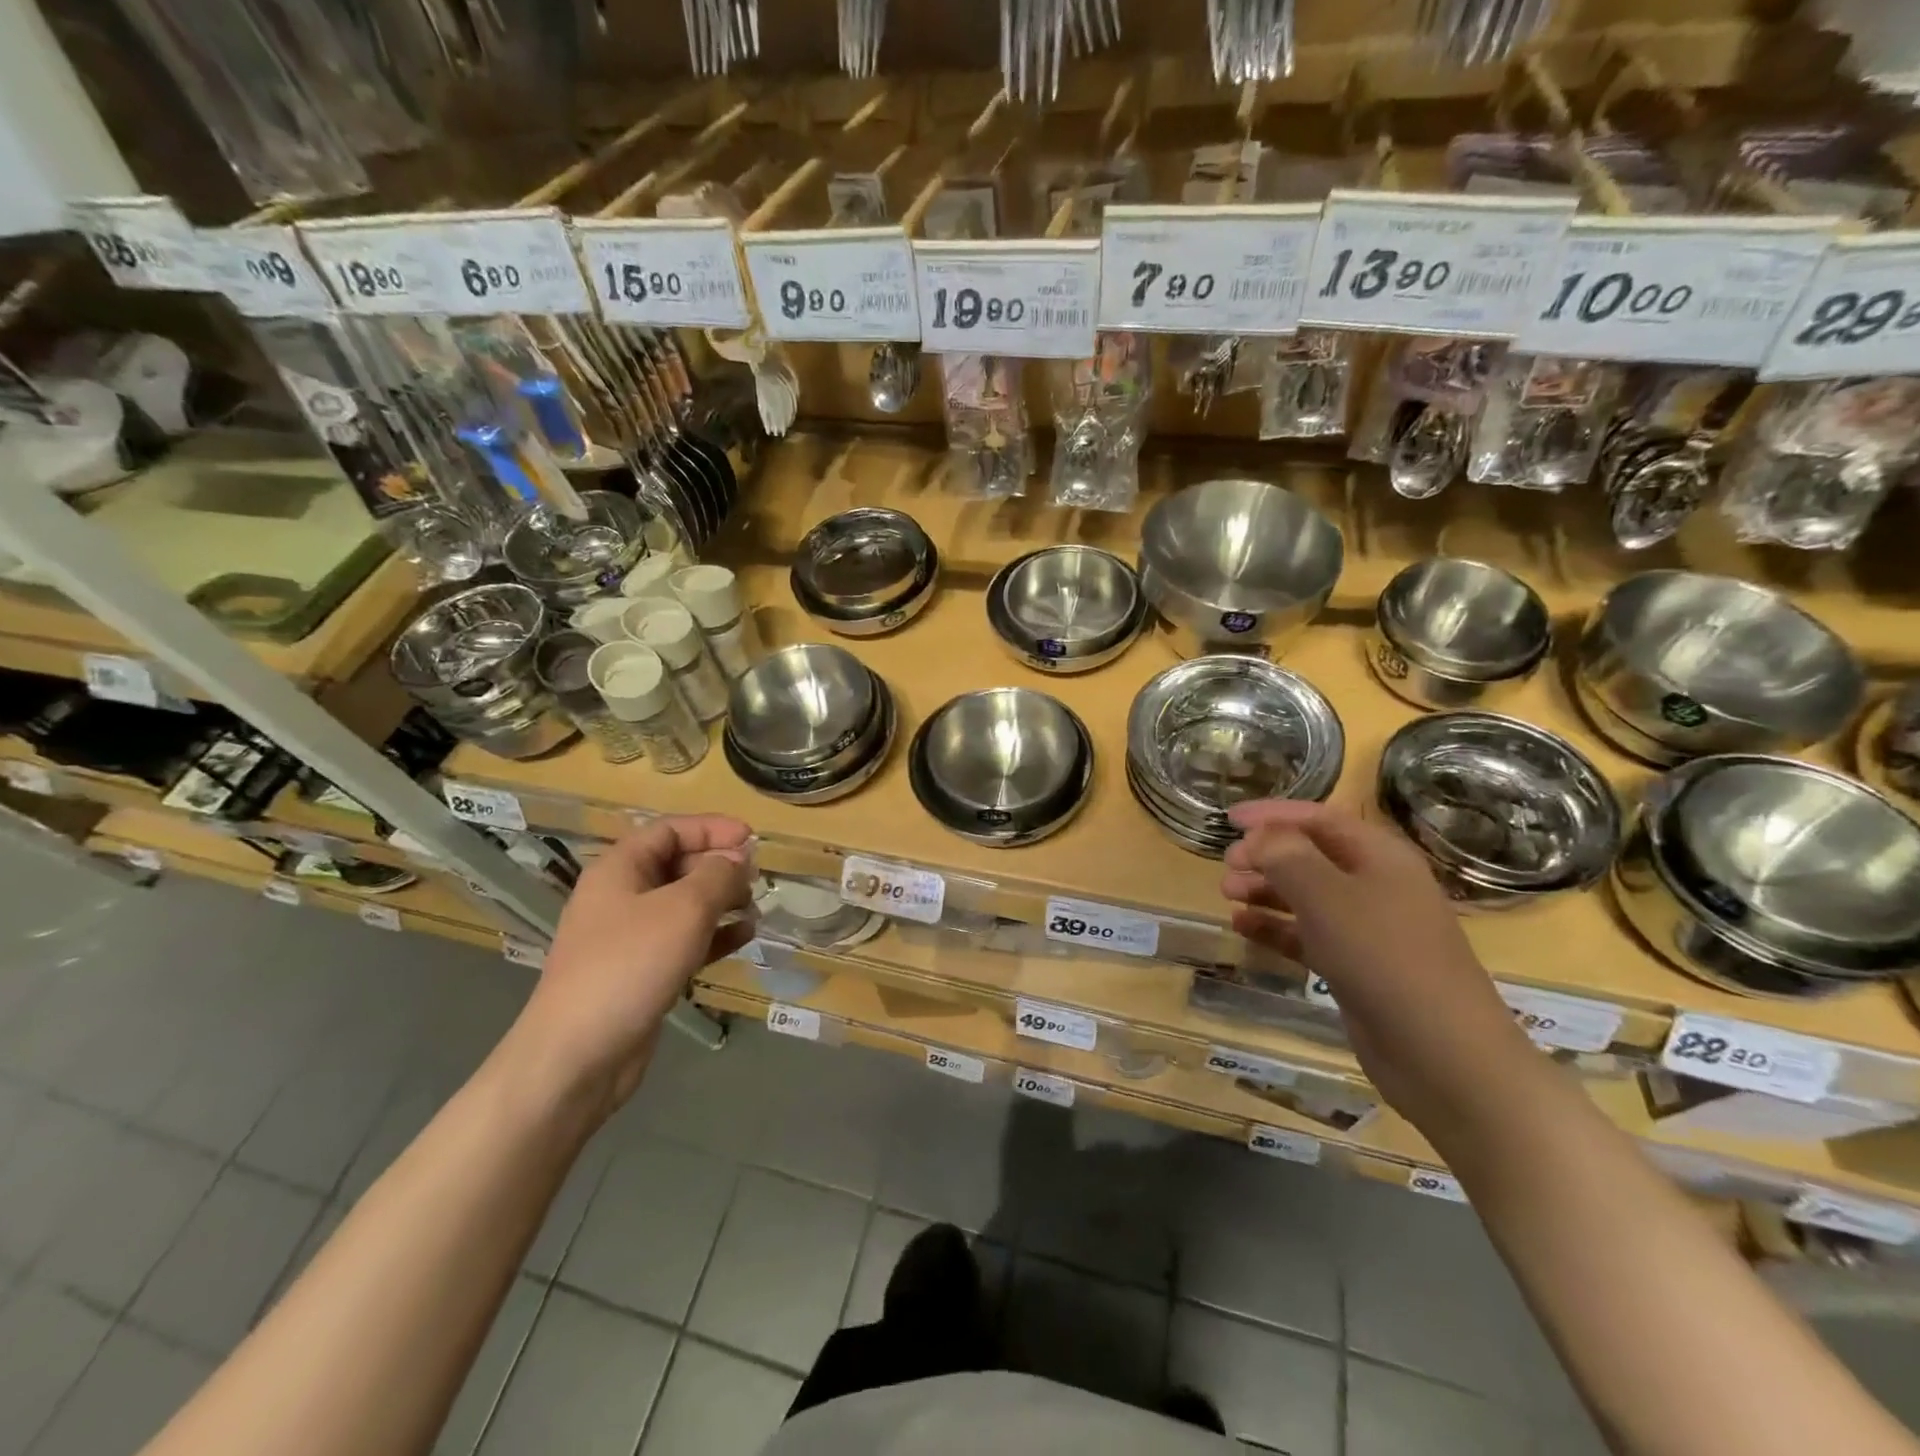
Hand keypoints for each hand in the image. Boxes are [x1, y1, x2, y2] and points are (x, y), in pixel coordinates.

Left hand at [513, 815, 753, 1117]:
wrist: (578, 1055)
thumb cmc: (630, 964)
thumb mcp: (684, 908)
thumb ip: (718, 875)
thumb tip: (738, 859)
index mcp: (620, 869)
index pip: (670, 830)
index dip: (712, 828)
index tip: (752, 838)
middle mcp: (622, 896)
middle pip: (678, 865)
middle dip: (720, 867)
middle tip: (757, 878)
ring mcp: (630, 937)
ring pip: (685, 905)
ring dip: (722, 902)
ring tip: (756, 908)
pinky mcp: (642, 972)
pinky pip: (685, 941)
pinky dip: (714, 935)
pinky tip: (744, 938)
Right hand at [1219, 799, 1531, 1120]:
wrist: (1443, 1055)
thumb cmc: (1384, 957)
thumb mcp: (1327, 895)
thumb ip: (1286, 856)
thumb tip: (1258, 838)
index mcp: (1380, 856)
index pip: (1319, 818)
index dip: (1272, 814)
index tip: (1228, 819)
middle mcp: (1376, 886)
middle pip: (1311, 855)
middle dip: (1265, 855)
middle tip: (1226, 866)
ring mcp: (1368, 930)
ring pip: (1306, 896)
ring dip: (1265, 889)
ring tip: (1228, 894)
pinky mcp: (1356, 968)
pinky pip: (1307, 935)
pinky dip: (1275, 928)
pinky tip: (1242, 927)